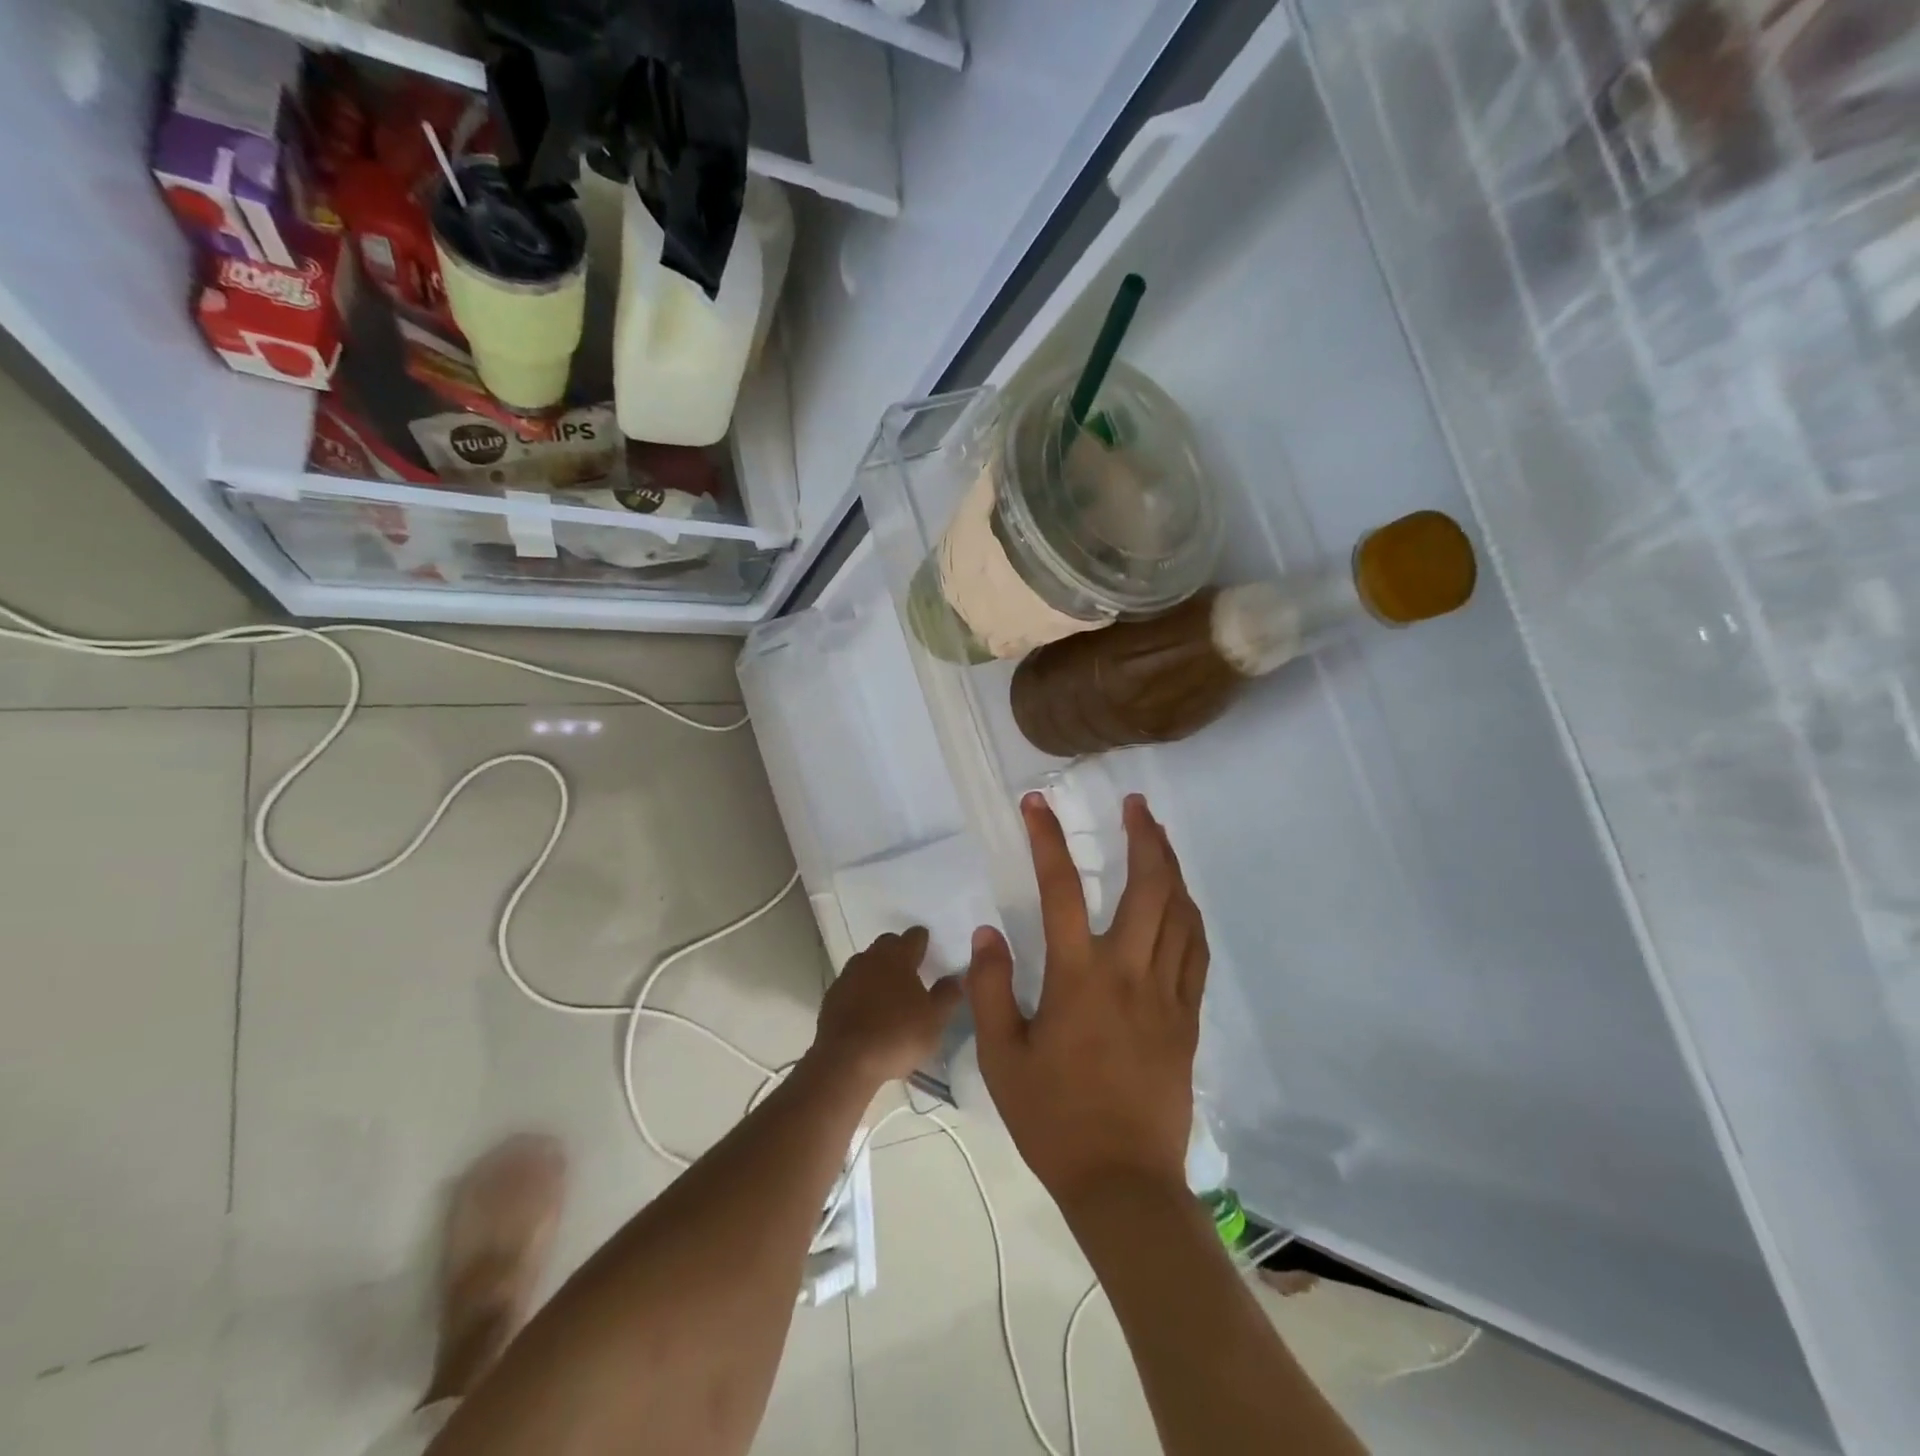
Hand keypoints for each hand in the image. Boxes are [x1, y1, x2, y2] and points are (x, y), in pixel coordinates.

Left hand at [813, 927, 963, 1088]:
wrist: (846, 1061)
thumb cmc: (897, 1036)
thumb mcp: (935, 1020)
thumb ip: (947, 995)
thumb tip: (956, 978)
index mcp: (899, 957)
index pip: (914, 936)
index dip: (923, 940)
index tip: (929, 949)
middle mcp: (871, 958)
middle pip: (887, 943)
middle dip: (899, 950)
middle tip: (911, 968)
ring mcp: (848, 975)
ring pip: (866, 962)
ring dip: (878, 969)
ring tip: (889, 990)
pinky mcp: (832, 996)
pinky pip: (851, 983)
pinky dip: (861, 989)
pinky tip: (867, 1008)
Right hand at [967, 794, 1207, 1211]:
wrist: (1123, 1182)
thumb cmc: (1054, 1120)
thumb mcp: (1002, 1058)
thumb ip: (991, 990)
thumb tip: (987, 934)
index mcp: (1078, 978)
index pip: (1062, 890)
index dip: (1047, 839)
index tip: (1037, 803)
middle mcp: (1129, 973)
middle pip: (1148, 886)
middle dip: (1144, 836)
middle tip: (1136, 804)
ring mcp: (1166, 994)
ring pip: (1181, 913)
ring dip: (1171, 867)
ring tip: (1158, 838)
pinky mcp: (1188, 1018)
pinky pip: (1196, 951)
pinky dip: (1190, 915)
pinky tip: (1182, 902)